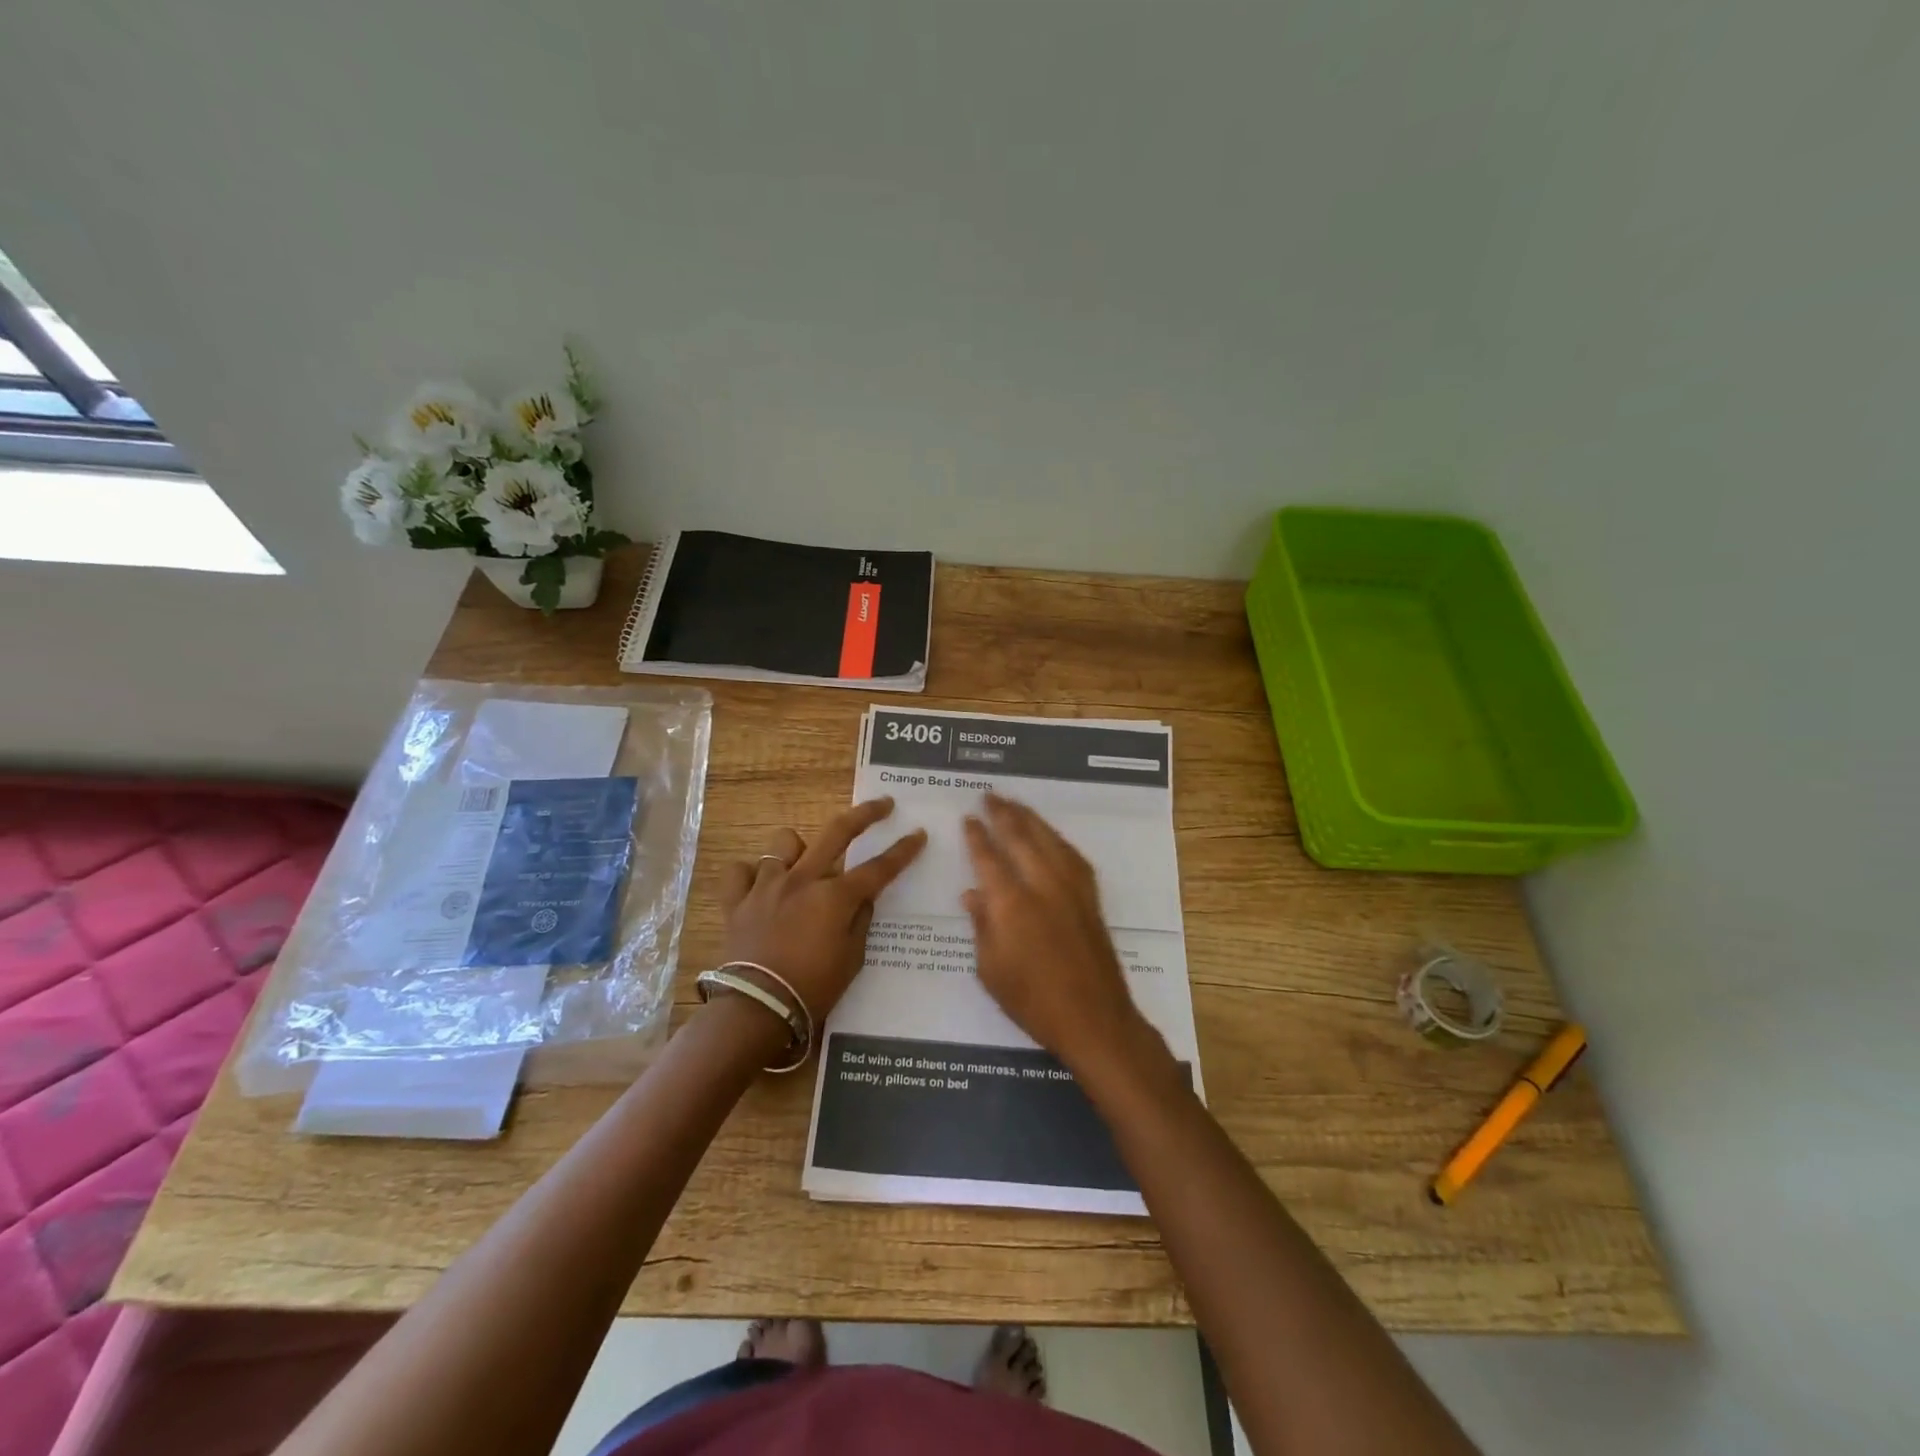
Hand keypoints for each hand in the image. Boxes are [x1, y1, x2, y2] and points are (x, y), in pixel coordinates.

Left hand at [717, 797, 925, 1024]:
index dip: (902, 851)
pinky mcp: (737, 900)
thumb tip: (863, 899)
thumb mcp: (851, 960)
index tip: (918, 834)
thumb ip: (860, 922)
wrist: (757, 1008)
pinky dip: (751, 874)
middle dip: (866, 814)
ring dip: (797, 849)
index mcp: (835, 897)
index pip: (879, 867)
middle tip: (883, 804)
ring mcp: (768, 886)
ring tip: (801, 865)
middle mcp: (803, 879)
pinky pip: (740, 871)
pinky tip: (759, 885)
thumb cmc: (813, 988)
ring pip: (783, 843)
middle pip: (838, 832)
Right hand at [962, 793, 1154, 1075]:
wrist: (1094, 1018)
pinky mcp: (1090, 897)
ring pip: (1048, 839)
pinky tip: (1050, 836)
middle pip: (1020, 837)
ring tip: (1015, 804)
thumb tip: (972, 894)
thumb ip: (981, 926)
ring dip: (1030, 818)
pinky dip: (1056, 839)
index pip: (988, 857)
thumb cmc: (1033, 1001)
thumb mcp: (991, 970)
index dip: (977, 836)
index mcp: (1011, 903)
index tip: (968, 818)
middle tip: (989, 795)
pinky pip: (1071, 855)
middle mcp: (1042, 884)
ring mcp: (1071, 888)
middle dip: (1003, 814)